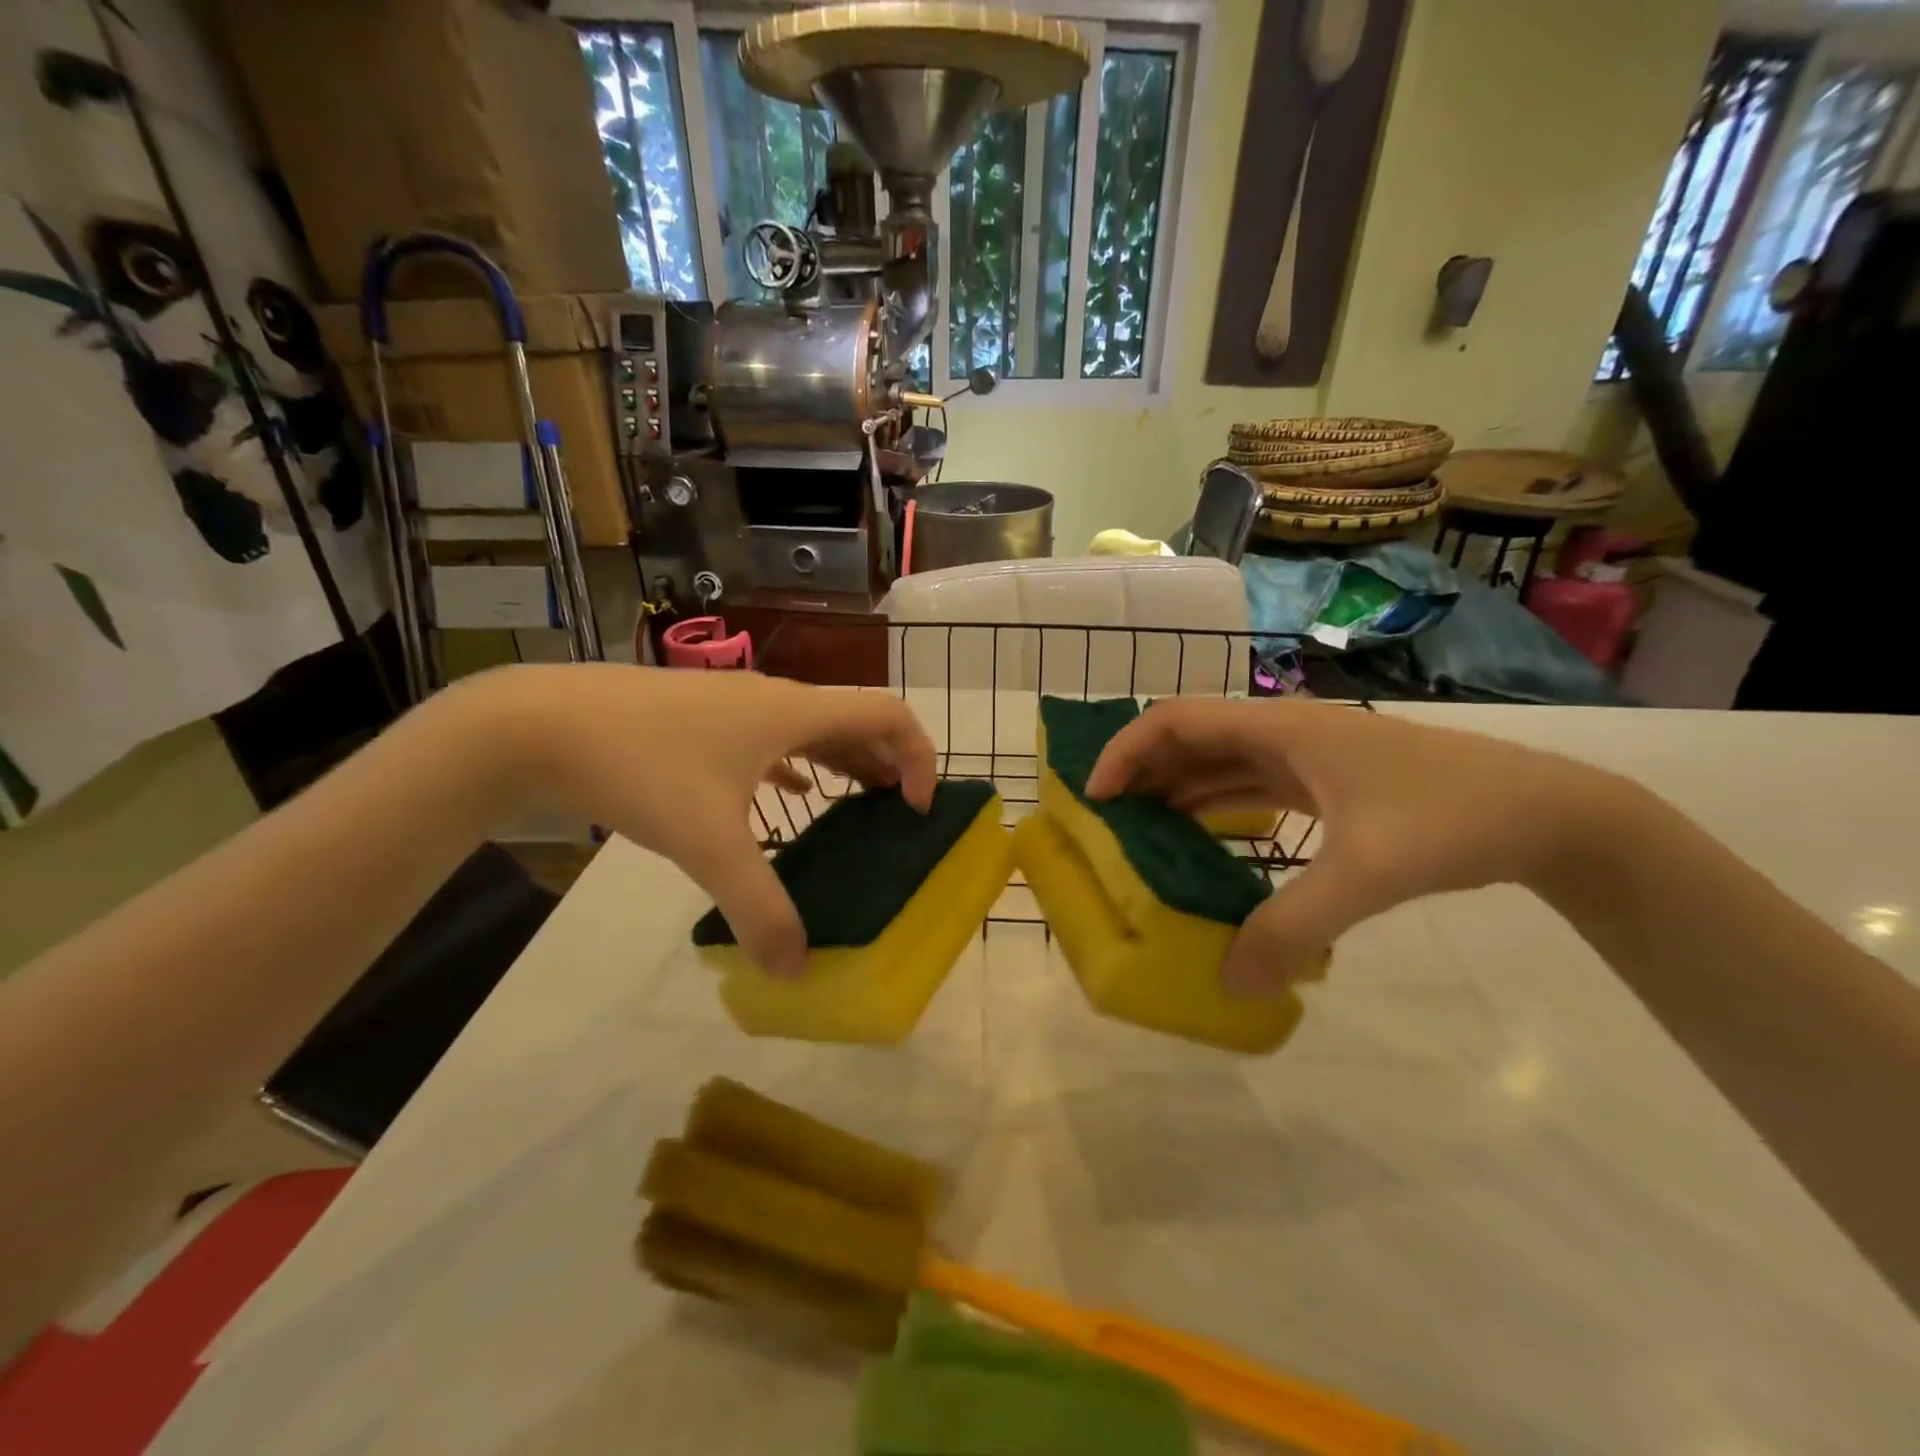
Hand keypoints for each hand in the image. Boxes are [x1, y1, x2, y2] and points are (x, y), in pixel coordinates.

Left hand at [465, 665, 936, 977]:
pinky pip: (773, 737)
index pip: (888, 713)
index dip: (920, 755)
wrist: (538, 723)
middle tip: (898, 816)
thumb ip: (757, 908)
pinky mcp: (703, 719)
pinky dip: (799, 763)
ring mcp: (735, 706)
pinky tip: (789, 795)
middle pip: (856, 719)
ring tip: (859, 806)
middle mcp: (774, 700)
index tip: (916, 808)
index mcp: (793, 712)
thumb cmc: (640, 767)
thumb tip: (797, 970)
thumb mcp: (706, 843)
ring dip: (846, 762)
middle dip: (889, 764)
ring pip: (813, 727)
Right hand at [1085, 698, 1623, 992]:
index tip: (1096, 798)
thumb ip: (1293, 926)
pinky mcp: (1323, 781)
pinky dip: (1214, 807)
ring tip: (1140, 836)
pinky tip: (1202, 842)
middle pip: (1188, 738)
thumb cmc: (1452, 820)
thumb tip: (1229, 981)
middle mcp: (1282, 731)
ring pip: (1217, 762)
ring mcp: (1304, 755)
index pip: (1174, 719)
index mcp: (1280, 728)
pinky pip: (1248, 785)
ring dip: (1175, 791)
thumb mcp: (1367, 874)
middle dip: (1141, 774)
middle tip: (1107, 824)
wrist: (1547, 813)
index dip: (1126, 751)